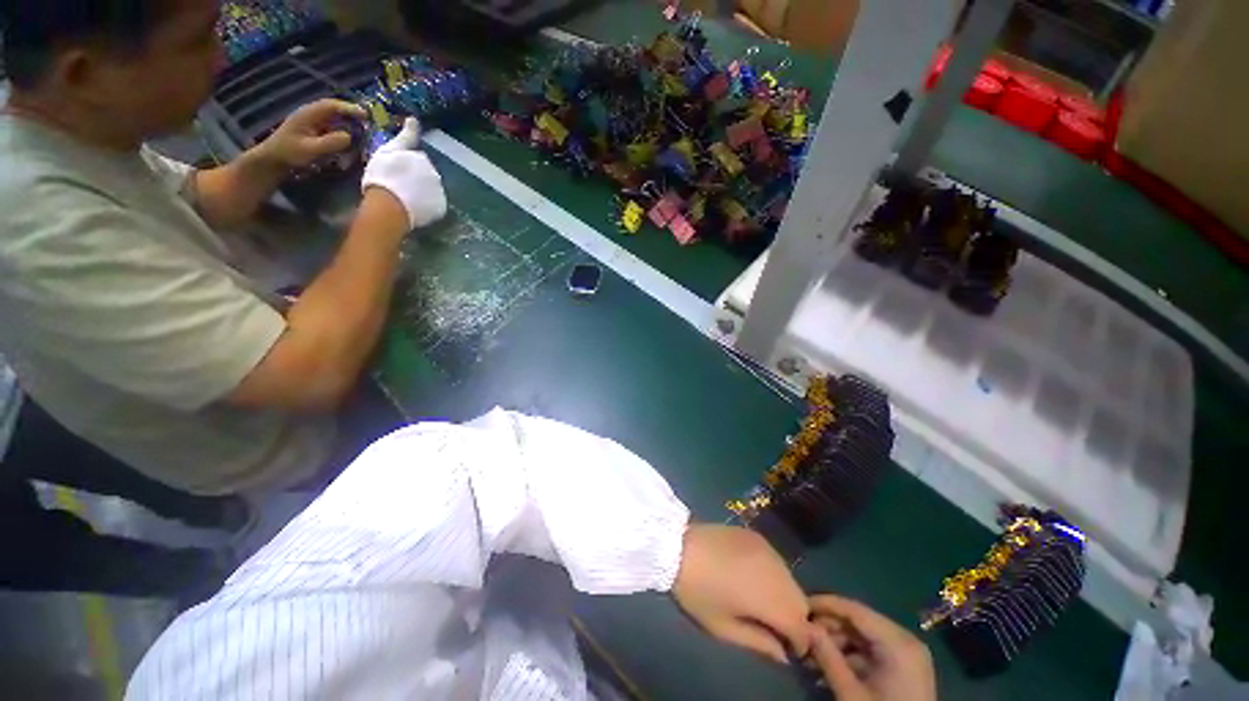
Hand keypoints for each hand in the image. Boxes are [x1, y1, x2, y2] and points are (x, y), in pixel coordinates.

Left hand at [256, 99, 367, 167]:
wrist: (274, 160)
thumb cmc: (290, 153)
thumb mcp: (310, 149)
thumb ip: (330, 142)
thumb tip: (349, 136)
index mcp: (309, 114)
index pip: (331, 106)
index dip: (349, 108)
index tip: (365, 115)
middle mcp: (312, 115)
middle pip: (335, 110)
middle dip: (352, 115)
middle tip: (369, 123)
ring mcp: (314, 123)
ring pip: (335, 118)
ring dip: (349, 123)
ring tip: (364, 131)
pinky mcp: (316, 131)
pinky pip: (333, 127)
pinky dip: (345, 130)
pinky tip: (352, 138)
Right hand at [361, 118, 447, 229]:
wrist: (390, 205)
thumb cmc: (383, 175)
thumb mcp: (389, 150)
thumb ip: (405, 136)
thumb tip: (414, 119)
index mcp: (423, 159)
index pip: (418, 159)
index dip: (406, 165)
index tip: (394, 171)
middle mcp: (436, 174)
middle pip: (426, 175)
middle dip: (416, 179)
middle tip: (398, 186)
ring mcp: (440, 192)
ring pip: (431, 190)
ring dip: (422, 193)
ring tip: (405, 198)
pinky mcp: (441, 208)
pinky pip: (434, 206)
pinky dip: (426, 207)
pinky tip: (413, 208)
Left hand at [672, 524, 810, 663]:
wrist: (678, 545)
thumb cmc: (697, 591)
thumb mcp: (722, 627)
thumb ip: (758, 643)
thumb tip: (783, 655)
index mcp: (768, 598)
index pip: (802, 626)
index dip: (799, 642)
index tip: (786, 648)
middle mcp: (775, 571)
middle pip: (801, 601)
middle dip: (795, 619)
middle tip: (774, 625)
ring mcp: (767, 549)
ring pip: (791, 579)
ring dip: (786, 595)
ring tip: (764, 601)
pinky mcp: (757, 536)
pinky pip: (777, 561)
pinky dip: (775, 574)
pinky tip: (755, 577)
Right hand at [807, 595, 936, 700]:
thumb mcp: (851, 693)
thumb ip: (827, 657)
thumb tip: (804, 626)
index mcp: (898, 642)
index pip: (855, 610)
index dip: (825, 604)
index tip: (799, 603)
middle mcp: (905, 641)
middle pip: (859, 623)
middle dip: (828, 628)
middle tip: (802, 634)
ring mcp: (907, 655)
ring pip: (863, 638)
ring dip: (836, 643)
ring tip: (810, 654)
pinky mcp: (905, 669)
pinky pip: (872, 652)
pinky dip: (850, 657)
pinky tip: (828, 667)